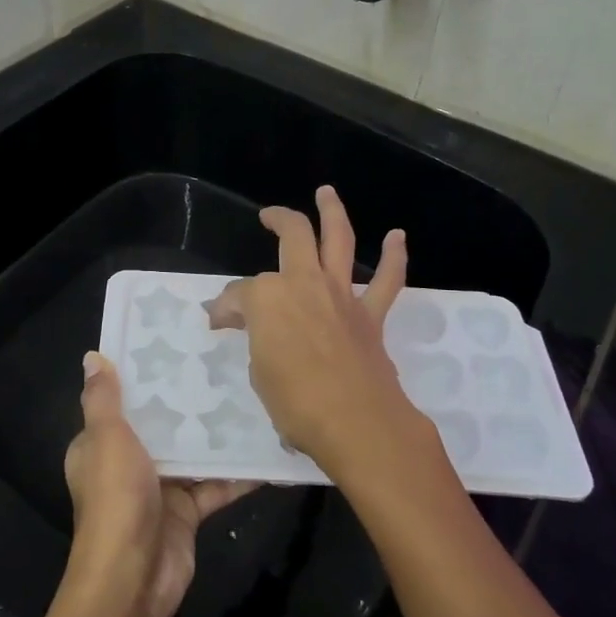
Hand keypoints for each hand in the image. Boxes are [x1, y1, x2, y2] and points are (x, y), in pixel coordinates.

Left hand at [63, 353, 255, 616]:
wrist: (134, 577)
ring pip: (192, 453)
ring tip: (251, 397)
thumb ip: (103, 399)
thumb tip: (93, 356)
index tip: (174, 344)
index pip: (121, 402)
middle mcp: (128, 463)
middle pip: (161, 425)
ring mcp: (160, 488)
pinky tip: (266, 451)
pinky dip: (237, 473)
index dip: (143, 377)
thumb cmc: (116, 498)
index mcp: (101, 445)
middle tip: (224, 364)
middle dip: (187, 401)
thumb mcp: (106, 438)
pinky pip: (215, 485)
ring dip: (216, 434)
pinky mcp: (187, 512)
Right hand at [204, 186, 423, 478]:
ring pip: (338, 239)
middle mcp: (304, 282)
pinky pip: (387, 280)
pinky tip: (397, 237)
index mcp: (267, 298)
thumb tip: (247, 327)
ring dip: (333, 212)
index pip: (239, 295)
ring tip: (327, 192)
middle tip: (268, 216)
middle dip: (278, 219)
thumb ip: (255, 341)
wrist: (357, 423)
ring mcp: (341, 294)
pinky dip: (393, 257)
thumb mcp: (259, 372)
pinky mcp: (370, 314)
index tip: (219, 322)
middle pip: (292, 236)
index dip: (226, 308)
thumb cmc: (296, 403)